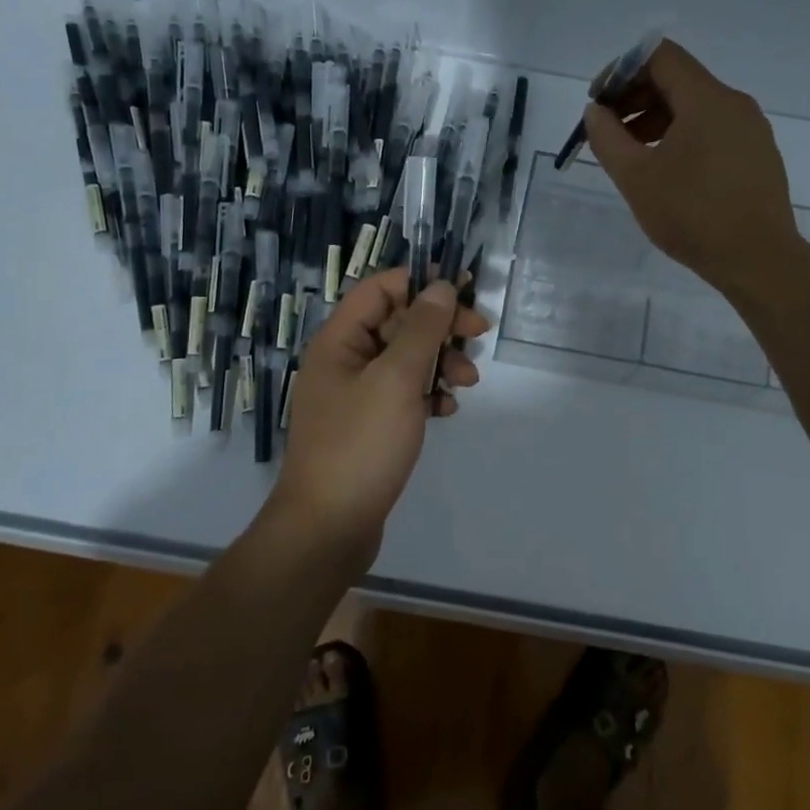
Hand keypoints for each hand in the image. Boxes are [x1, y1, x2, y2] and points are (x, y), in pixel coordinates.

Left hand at [273, 270, 489, 549]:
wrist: (329, 527)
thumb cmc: (359, 444)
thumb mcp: (396, 380)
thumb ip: (421, 329)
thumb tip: (441, 287)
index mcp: (339, 340)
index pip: (380, 289)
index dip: (419, 282)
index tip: (463, 288)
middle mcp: (345, 360)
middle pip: (398, 322)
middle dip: (439, 325)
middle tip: (479, 332)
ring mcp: (357, 395)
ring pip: (406, 359)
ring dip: (440, 361)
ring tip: (468, 381)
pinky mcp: (370, 425)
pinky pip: (405, 393)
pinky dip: (429, 394)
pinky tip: (447, 410)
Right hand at [584, 39, 803, 299]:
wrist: (759, 259)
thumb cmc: (692, 215)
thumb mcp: (635, 177)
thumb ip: (607, 138)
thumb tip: (596, 112)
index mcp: (706, 99)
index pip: (659, 56)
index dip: (621, 70)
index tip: (599, 102)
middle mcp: (734, 103)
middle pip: (677, 79)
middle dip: (635, 97)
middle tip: (608, 130)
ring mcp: (751, 129)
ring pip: (695, 106)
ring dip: (656, 119)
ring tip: (632, 155)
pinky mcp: (757, 154)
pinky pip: (713, 129)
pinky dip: (682, 136)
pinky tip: (667, 171)